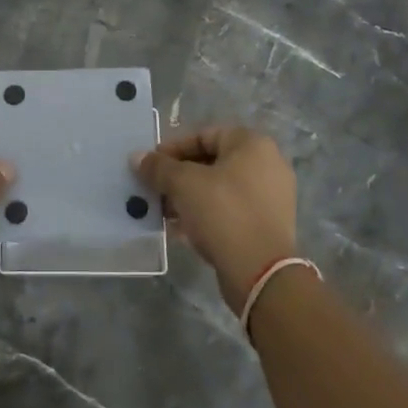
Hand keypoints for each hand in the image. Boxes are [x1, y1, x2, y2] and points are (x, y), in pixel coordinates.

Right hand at [133, 126, 296, 308]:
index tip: (151, 164)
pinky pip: (229, 211)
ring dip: (189, 197)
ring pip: (219, 189)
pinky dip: (205, 215)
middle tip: (154, 188)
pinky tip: (180, 229)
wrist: (260, 272)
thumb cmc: (223, 212)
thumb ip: (159, 167)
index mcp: (252, 144)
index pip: (205, 135)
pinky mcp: (266, 225)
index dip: (173, 148)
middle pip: (212, 162)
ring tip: (162, 211)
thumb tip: (137, 157)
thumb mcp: (183, 184)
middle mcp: (267, 165)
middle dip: (179, 175)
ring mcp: (270, 197)